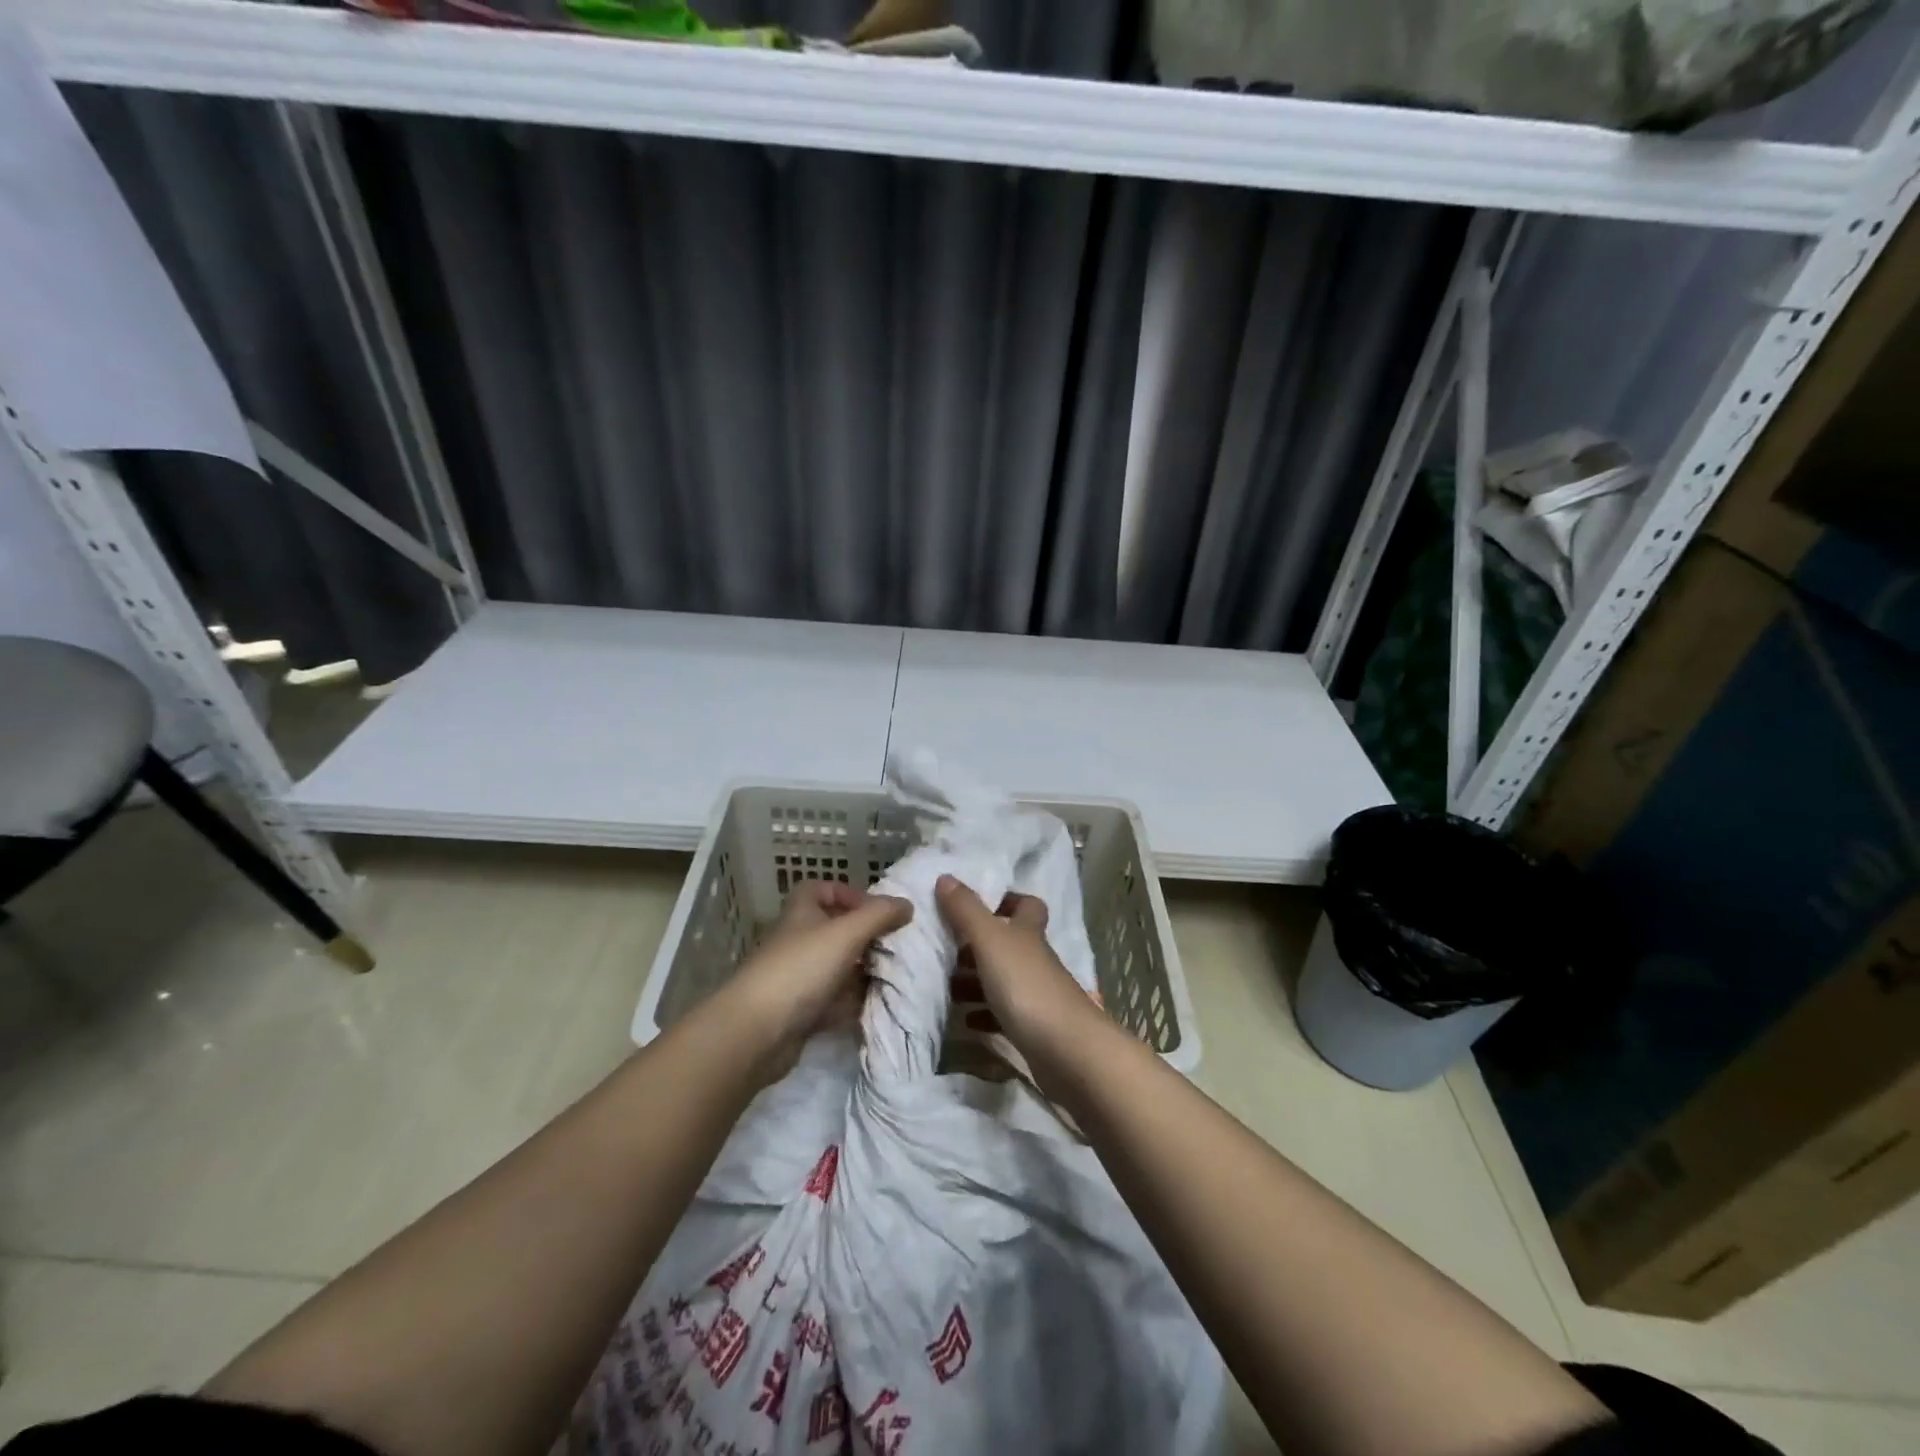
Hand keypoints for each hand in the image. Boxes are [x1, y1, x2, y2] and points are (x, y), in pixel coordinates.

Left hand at [727, 880, 911, 1080]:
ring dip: (862, 972)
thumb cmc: (801, 969)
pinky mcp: (801, 1013)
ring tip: (894, 976)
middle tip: (894, 946)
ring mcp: (798, 979)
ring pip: (837, 968)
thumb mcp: (846, 933)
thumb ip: (879, 915)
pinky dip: (853, 1003)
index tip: (875, 909)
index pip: (820, 890)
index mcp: (801, 914)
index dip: (847, 893)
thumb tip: (906, 904)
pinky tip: (876, 1006)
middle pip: (834, 930)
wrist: (756, 1033)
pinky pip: (833, 1002)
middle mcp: (798, 942)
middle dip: (864, 937)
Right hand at [935, 875, 1101, 1049]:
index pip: (1026, 905)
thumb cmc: (1027, 986)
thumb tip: (945, 876)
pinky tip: (965, 1020)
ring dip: (974, 982)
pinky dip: (983, 1014)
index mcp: (1028, 933)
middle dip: (976, 946)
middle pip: (1008, 944)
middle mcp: (1035, 959)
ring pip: (1002, 979)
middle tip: (943, 951)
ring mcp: (1037, 995)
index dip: (1006, 901)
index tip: (975, 906)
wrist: (1066, 1051)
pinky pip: (1003, 1015)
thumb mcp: (990, 941)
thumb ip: (966, 910)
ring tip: (944, 987)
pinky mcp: (1033, 1028)